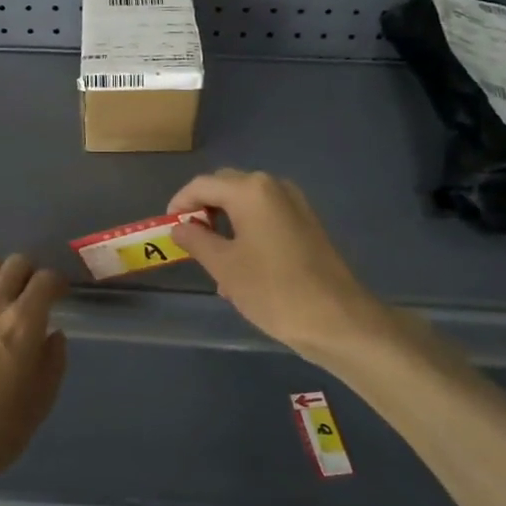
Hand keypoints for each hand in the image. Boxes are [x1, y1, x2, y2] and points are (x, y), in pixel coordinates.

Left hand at [0, 254, 67, 503]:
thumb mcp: (40, 402)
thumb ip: (53, 362)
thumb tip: (53, 335)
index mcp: (23, 323)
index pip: (46, 280)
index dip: (57, 282)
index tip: (60, 294)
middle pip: (15, 264)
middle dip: (29, 272)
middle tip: (32, 293)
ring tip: (1, 296)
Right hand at [170, 168, 410, 369]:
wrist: (338, 319)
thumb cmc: (273, 290)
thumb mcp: (224, 266)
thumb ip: (196, 240)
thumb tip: (179, 227)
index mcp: (250, 190)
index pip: (202, 185)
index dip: (180, 204)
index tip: (167, 228)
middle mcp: (273, 186)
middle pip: (226, 188)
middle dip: (203, 210)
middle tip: (188, 241)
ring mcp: (294, 204)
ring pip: (246, 204)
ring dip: (225, 224)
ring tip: (212, 261)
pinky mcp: (307, 223)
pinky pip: (266, 217)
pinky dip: (247, 232)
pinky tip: (242, 267)